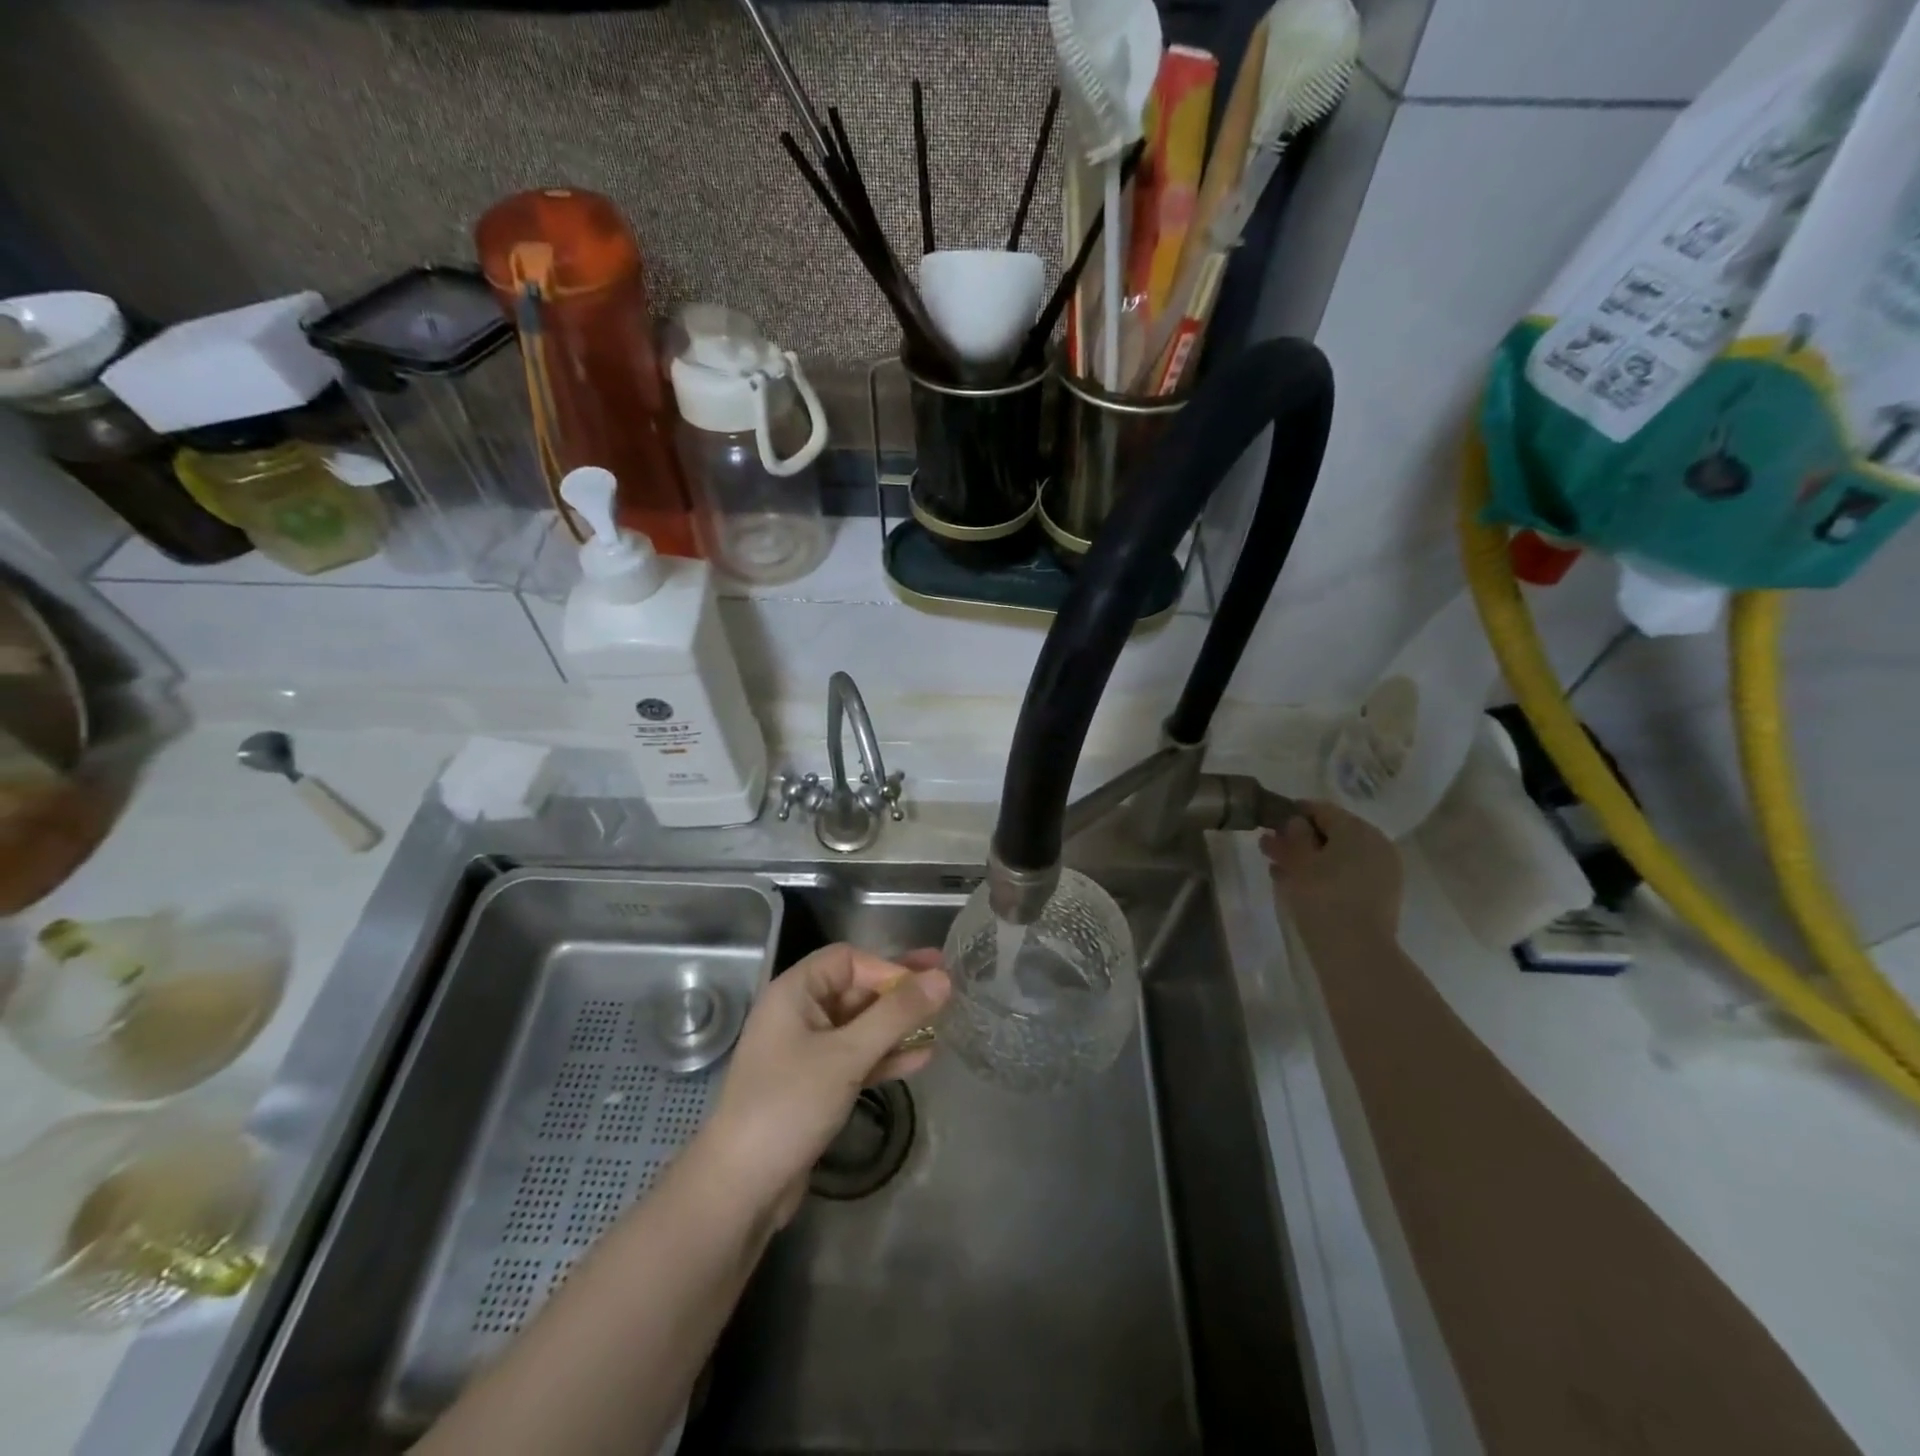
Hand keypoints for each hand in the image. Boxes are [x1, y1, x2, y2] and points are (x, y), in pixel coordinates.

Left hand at [697, 944, 950, 1225]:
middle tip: (947, 987)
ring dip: (898, 1025)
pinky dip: (885, 1056)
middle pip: (856, 989)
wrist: (741, 1188)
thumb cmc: (789, 1104)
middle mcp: (798, 1014)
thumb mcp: (847, 1055)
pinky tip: (922, 1057)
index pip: (848, 960)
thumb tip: (942, 978)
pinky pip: (856, 1058)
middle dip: (900, 992)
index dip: (887, 967)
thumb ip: (896, 1014)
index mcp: (794, 992)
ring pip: (860, 1026)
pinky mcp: (815, 1086)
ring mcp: (806, 1052)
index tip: (925, 985)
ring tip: (944, 1022)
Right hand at [1261, 800, 1403, 934]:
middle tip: (1269, 848)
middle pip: (1331, 833)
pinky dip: (1325, 876)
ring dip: (1308, 859)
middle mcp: (1376, 844)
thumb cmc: (1323, 897)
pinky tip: (1299, 887)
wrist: (1356, 952)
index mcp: (1358, 829)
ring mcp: (1382, 871)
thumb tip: (1294, 821)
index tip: (1269, 824)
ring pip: (1338, 857)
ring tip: (1278, 870)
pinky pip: (1348, 876)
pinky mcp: (1381, 896)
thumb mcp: (1299, 861)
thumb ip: (1294, 835)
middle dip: (1299, 839)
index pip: (1321, 810)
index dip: (1292, 813)